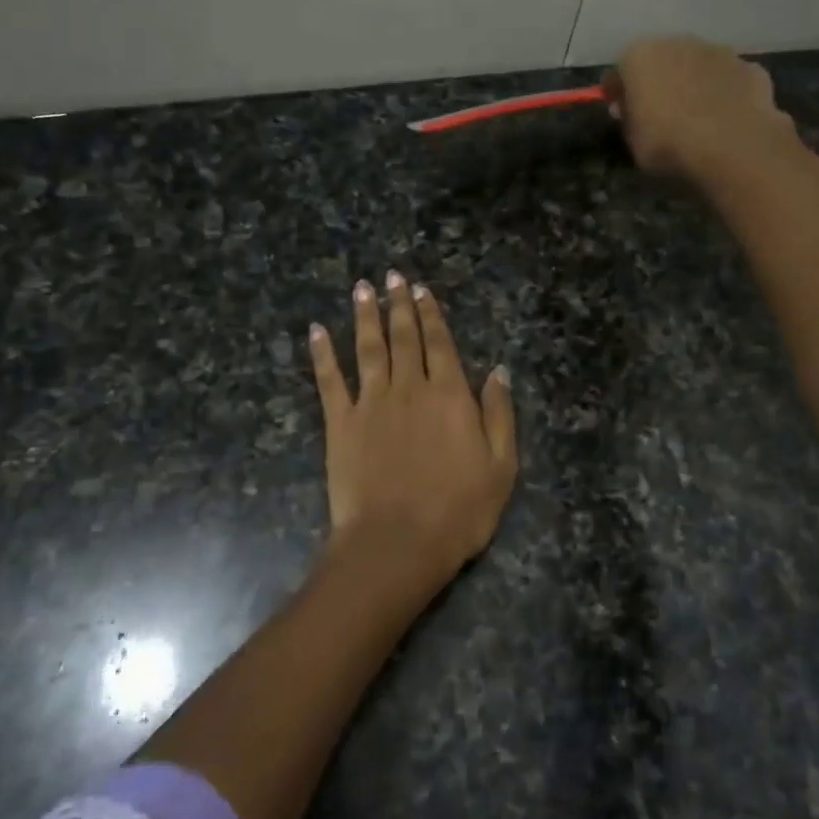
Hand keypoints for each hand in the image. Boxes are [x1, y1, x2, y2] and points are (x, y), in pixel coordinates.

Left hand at [308, 272, 516, 605]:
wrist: (398, 542)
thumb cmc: (459, 511)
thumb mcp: (501, 466)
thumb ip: (499, 414)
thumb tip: (498, 371)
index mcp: (450, 395)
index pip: (440, 344)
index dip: (431, 314)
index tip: (421, 290)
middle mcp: (410, 388)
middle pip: (403, 337)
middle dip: (399, 304)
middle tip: (391, 276)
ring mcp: (371, 403)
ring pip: (368, 348)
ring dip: (365, 316)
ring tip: (362, 288)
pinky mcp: (340, 423)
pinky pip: (330, 380)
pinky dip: (322, 353)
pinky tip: (317, 331)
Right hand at [607, 36, 796, 187]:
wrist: (732, 145)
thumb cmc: (669, 143)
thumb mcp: (633, 141)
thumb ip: (629, 119)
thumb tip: (628, 109)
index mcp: (640, 57)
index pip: (620, 70)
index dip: (619, 92)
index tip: (620, 112)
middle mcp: (678, 42)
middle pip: (661, 60)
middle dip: (658, 81)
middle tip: (658, 113)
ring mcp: (718, 51)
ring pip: (697, 65)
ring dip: (693, 83)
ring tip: (695, 117)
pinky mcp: (749, 66)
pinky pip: (728, 79)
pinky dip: (724, 93)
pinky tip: (725, 118)